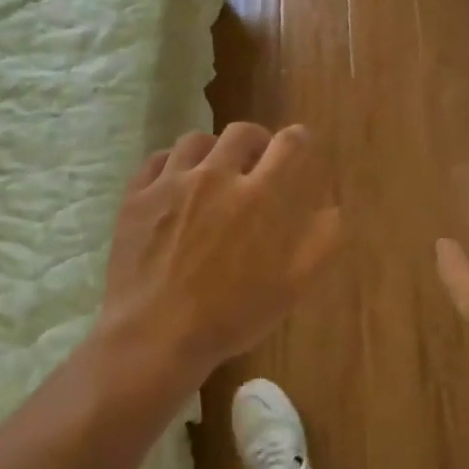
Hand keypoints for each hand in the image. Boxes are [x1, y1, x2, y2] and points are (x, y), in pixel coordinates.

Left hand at [98, 123, 341, 387]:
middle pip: (242, 132)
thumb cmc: (230, 316)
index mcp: (261, 196)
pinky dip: (171, 164)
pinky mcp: (137, 196)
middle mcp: (217, 175)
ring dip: (212, 150)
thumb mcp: (293, 287)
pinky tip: (174, 182)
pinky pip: (157, 160)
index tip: (298, 147)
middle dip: (256, 142)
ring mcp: (172, 183)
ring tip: (212, 171)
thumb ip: (321, 241)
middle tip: (256, 163)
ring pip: (196, 140)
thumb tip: (331, 208)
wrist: (155, 337)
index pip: (290, 143)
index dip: (299, 140)